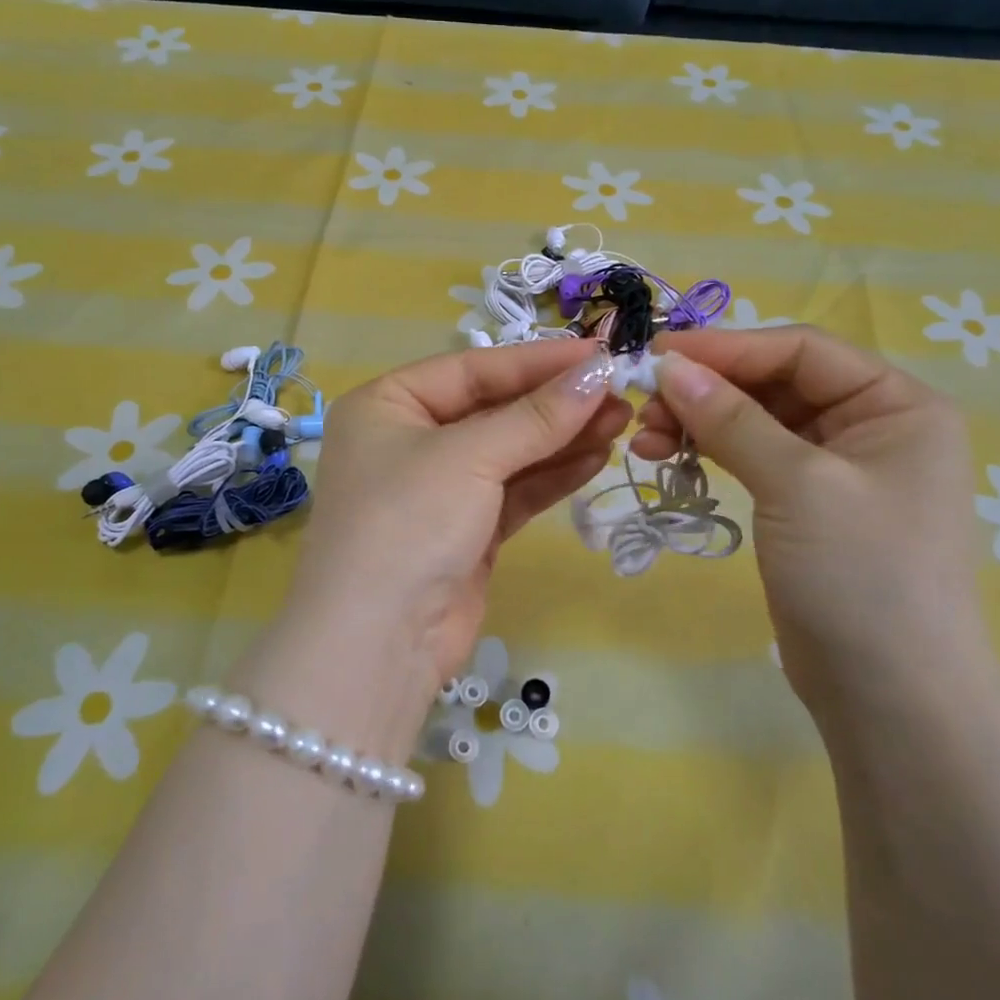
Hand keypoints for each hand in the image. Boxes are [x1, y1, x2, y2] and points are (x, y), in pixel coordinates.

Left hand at [283, 342, 631, 691]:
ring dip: (563, 437)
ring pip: (510, 451)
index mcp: (388, 404)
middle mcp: (409, 440)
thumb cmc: (409, 521)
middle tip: (620, 391)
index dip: (537, 360)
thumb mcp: (470, 457)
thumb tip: (598, 373)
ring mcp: (439, 489)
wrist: (378, 644)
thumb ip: (536, 417)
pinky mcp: (466, 532)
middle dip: (555, 402)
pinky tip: (596, 457)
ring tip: (620, 420)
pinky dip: (552, 475)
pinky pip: (514, 491)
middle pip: (494, 409)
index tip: (599, 355)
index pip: (473, 369)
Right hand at [631, 329, 990, 720]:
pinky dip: (708, 451)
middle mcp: (870, 425)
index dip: (726, 347)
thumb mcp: (797, 484)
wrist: (892, 701)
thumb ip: (731, 418)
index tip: (656, 355)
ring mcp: (836, 468)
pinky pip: (750, 456)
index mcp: (896, 404)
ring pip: (754, 420)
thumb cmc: (862, 576)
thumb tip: (668, 366)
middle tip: (643, 404)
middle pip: (773, 382)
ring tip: (644, 438)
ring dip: (698, 421)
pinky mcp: (804, 504)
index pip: (800, 349)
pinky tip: (665, 456)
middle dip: (706, 389)